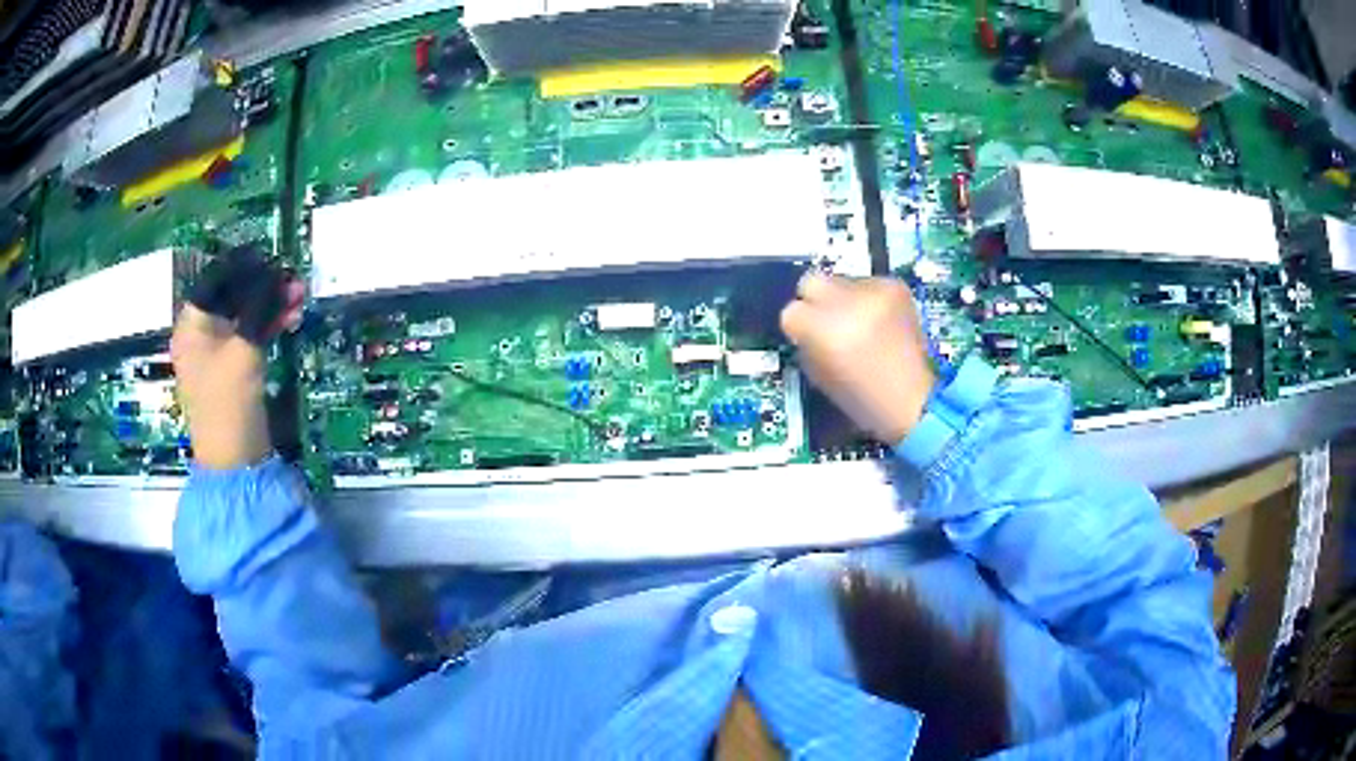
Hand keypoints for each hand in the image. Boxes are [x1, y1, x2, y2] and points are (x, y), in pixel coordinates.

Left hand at [170, 282, 303, 470]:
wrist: (234, 460)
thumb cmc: (229, 401)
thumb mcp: (244, 348)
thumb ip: (258, 307)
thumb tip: (274, 275)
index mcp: (192, 325)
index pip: (216, 280)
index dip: (243, 266)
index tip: (270, 257)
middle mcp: (200, 334)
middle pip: (232, 296)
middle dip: (263, 286)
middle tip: (292, 278)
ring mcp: (216, 353)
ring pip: (243, 316)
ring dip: (270, 305)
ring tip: (299, 295)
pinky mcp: (231, 369)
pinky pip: (248, 336)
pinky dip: (267, 325)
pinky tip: (291, 317)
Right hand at [780, 274, 936, 442]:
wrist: (913, 398)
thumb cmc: (862, 398)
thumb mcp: (819, 376)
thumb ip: (805, 343)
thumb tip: (804, 324)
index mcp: (824, 331)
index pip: (791, 311)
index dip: (798, 327)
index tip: (807, 337)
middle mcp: (847, 303)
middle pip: (811, 281)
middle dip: (815, 300)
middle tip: (827, 321)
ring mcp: (874, 292)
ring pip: (840, 281)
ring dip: (844, 299)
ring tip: (861, 326)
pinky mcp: (895, 286)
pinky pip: (868, 283)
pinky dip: (868, 300)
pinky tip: (879, 322)